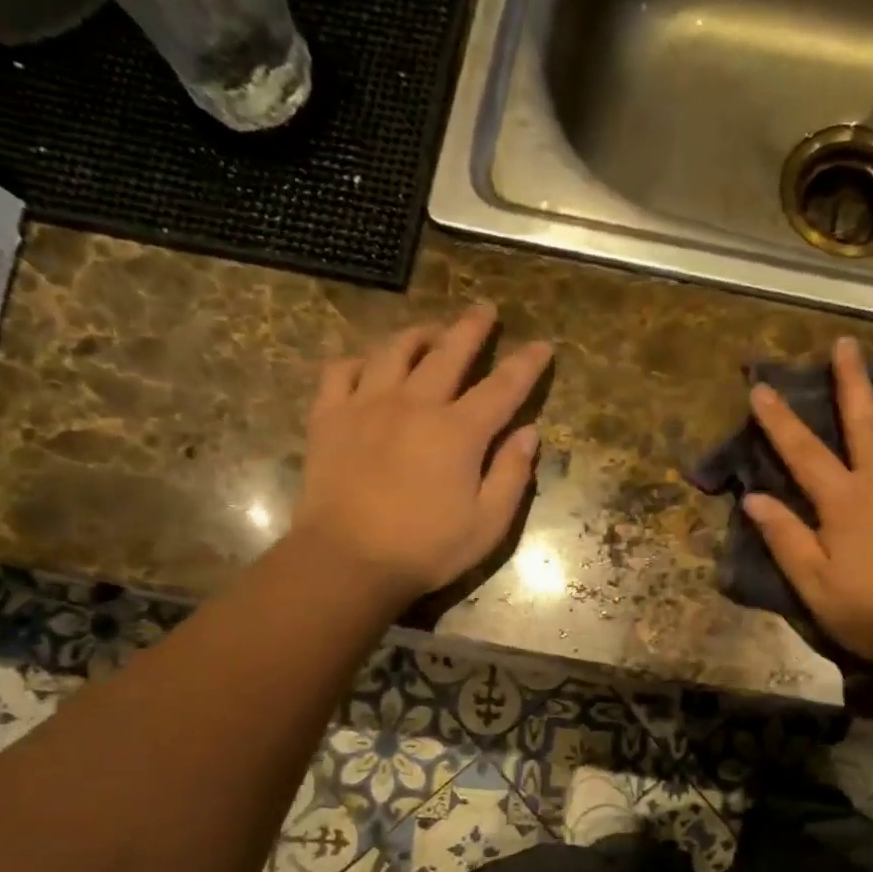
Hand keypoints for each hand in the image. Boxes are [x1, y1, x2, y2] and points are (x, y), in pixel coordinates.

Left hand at [294, 306, 550, 609]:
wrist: (347, 561)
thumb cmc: (426, 549)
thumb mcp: (488, 524)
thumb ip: (512, 474)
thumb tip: (529, 432)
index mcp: (459, 432)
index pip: (503, 386)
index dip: (526, 364)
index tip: (542, 345)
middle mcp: (415, 404)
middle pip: (448, 353)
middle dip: (472, 329)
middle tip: (485, 310)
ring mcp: (367, 405)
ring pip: (394, 351)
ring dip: (418, 335)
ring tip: (431, 332)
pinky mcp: (330, 418)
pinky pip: (341, 371)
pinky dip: (359, 361)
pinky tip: (368, 365)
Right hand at [743, 338, 872, 670]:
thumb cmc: (871, 612)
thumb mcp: (813, 583)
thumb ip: (785, 537)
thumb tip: (753, 498)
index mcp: (845, 500)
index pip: (803, 452)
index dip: (779, 420)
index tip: (762, 388)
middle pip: (866, 420)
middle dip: (851, 380)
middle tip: (845, 344)